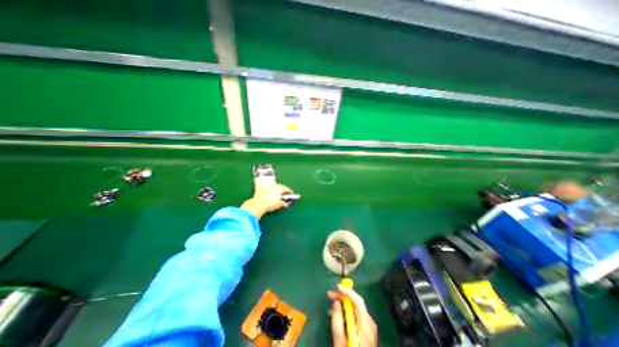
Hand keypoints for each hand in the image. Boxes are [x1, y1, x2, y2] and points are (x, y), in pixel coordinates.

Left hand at [239, 183, 292, 217]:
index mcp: (280, 188)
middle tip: (285, 195)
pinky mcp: (262, 189)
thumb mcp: (279, 204)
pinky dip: (271, 192)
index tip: (292, 194)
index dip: (290, 192)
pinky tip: (271, 196)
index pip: (287, 189)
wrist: (258, 204)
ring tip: (278, 196)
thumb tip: (286, 204)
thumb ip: (284, 203)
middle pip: (280, 187)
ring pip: (274, 188)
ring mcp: (267, 187)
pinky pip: (269, 190)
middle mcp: (274, 185)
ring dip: (277, 191)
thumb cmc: (271, 203)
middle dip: (283, 191)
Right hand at [328, 285, 376, 346]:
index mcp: (365, 325)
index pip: (357, 301)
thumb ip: (337, 320)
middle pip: (357, 303)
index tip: (336, 287)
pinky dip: (347, 312)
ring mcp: (369, 327)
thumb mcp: (339, 341)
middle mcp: (369, 323)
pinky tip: (338, 315)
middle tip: (330, 295)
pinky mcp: (367, 331)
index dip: (347, 291)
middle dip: (343, 296)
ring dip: (344, 304)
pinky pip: (356, 316)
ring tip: (331, 305)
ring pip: (356, 309)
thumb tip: (336, 302)